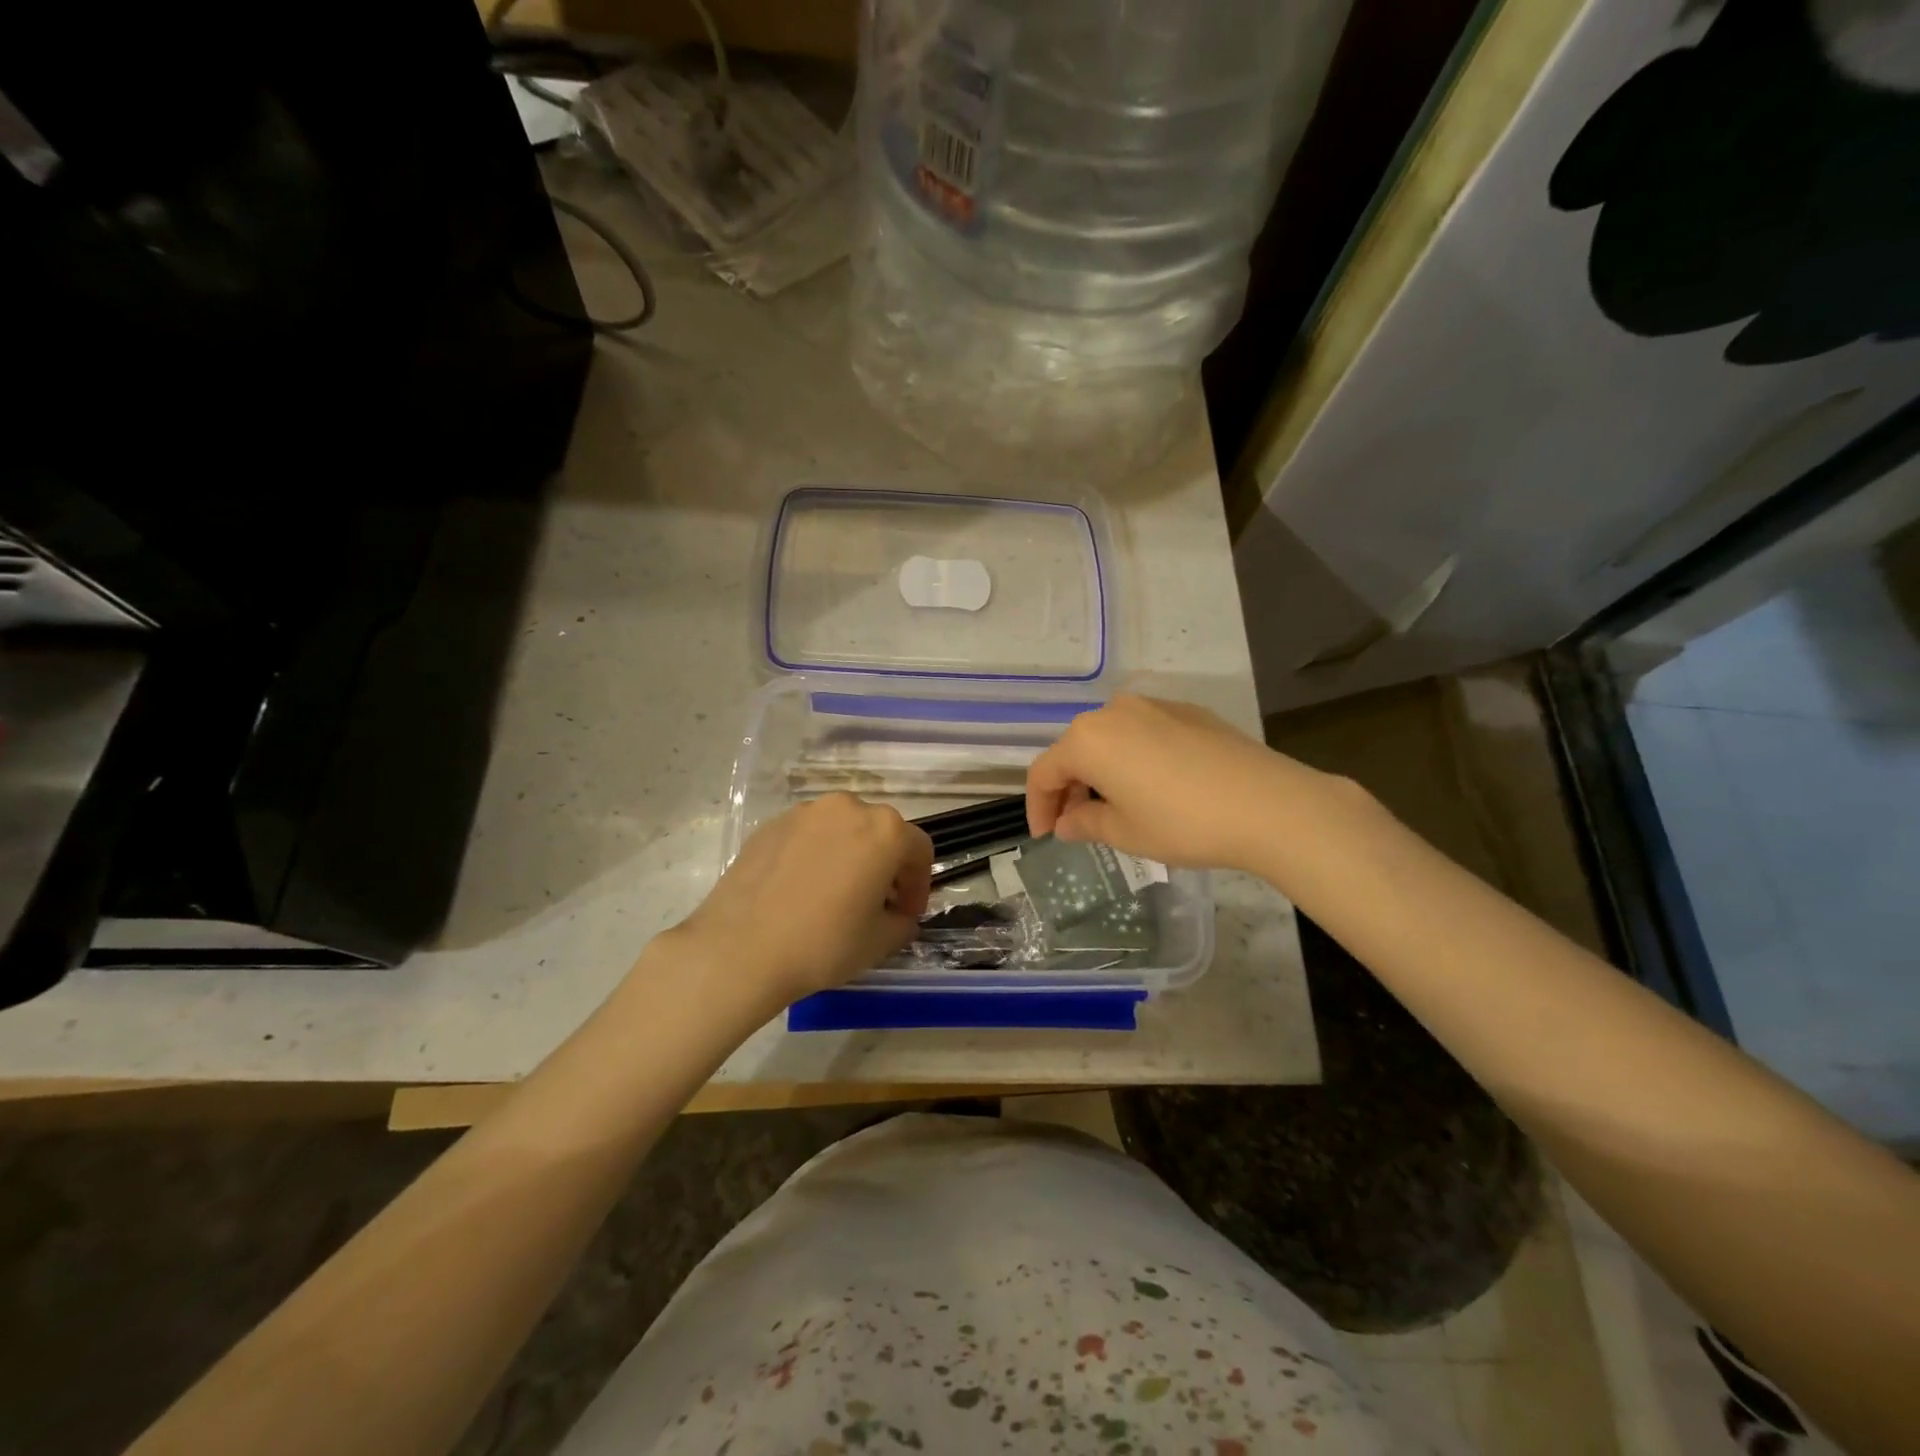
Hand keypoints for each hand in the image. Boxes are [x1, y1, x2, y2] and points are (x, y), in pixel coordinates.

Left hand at [673, 793, 933, 1005]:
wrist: (740, 948)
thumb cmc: (823, 943)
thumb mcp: (881, 942)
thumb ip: (903, 921)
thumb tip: (898, 914)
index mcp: (885, 830)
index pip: (919, 850)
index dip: (919, 884)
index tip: (907, 913)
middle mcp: (847, 808)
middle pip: (880, 832)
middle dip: (886, 866)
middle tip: (876, 903)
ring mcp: (805, 812)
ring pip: (842, 830)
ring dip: (850, 855)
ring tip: (836, 895)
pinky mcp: (771, 824)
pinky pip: (808, 836)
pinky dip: (816, 855)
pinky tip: (802, 891)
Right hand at [1026, 693, 1316, 872]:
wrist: (1269, 804)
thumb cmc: (1183, 823)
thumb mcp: (1126, 832)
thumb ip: (1086, 824)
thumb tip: (1067, 823)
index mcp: (1089, 739)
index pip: (1044, 772)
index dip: (1038, 806)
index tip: (1046, 836)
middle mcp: (1115, 711)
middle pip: (1076, 750)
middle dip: (1071, 788)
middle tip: (1078, 825)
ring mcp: (1155, 706)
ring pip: (1111, 739)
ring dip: (1102, 772)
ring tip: (1116, 808)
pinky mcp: (1188, 711)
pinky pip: (1144, 734)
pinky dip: (1134, 759)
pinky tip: (1155, 788)